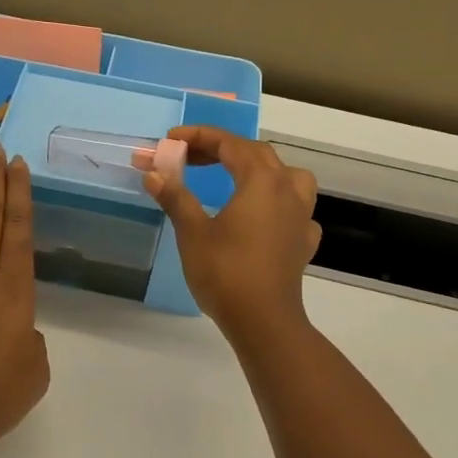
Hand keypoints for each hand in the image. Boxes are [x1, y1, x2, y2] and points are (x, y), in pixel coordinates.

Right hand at [144, 126, 320, 344]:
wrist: (264, 321)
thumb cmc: (225, 272)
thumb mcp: (193, 232)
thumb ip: (176, 197)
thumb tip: (154, 173)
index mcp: (261, 180)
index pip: (230, 144)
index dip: (199, 136)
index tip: (171, 140)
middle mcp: (288, 189)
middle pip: (256, 155)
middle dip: (221, 150)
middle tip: (188, 158)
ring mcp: (301, 216)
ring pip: (286, 176)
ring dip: (258, 169)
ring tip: (235, 178)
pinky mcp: (304, 241)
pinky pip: (294, 208)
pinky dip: (275, 203)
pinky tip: (263, 218)